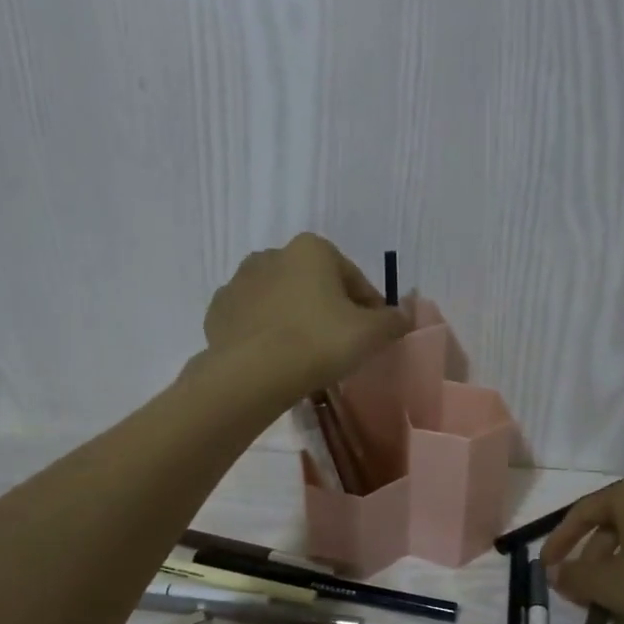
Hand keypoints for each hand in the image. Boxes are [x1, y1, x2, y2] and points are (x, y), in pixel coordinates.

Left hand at [204, 235, 410, 396]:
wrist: (252, 374)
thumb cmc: (319, 342)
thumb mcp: (372, 333)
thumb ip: (394, 320)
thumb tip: (405, 314)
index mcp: (312, 249)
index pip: (354, 279)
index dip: (370, 308)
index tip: (375, 335)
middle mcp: (272, 255)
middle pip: (315, 285)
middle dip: (330, 310)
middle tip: (342, 346)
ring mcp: (239, 282)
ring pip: (281, 301)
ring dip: (296, 319)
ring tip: (308, 356)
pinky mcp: (218, 312)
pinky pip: (253, 321)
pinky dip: (267, 333)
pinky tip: (277, 359)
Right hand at [541, 476, 623, 623]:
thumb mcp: (612, 585)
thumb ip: (576, 577)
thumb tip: (554, 572)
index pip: (582, 513)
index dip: (560, 541)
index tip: (547, 567)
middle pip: (613, 522)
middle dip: (593, 556)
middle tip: (582, 588)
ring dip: (620, 561)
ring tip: (615, 594)